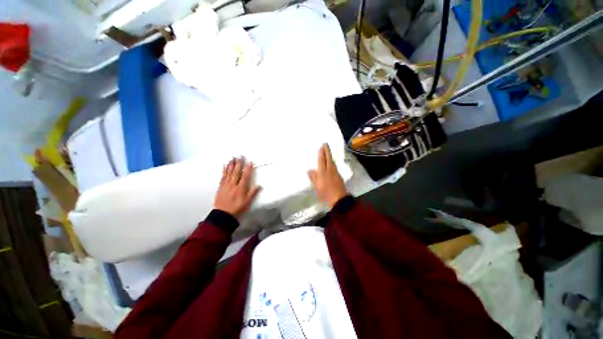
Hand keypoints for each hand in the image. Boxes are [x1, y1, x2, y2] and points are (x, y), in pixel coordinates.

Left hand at [214, 157, 260, 218]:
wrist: (223, 215)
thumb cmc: (237, 208)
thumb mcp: (247, 202)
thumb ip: (253, 193)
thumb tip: (259, 185)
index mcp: (241, 188)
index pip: (245, 176)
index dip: (248, 169)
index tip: (250, 162)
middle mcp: (233, 185)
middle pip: (236, 172)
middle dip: (239, 163)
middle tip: (240, 155)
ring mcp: (226, 185)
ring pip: (229, 173)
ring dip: (231, 165)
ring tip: (233, 158)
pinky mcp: (221, 187)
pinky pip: (223, 176)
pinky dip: (224, 170)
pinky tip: (225, 166)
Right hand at [308, 143, 347, 208]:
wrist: (339, 199)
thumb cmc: (326, 193)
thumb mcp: (317, 186)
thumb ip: (314, 177)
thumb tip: (309, 170)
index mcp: (323, 172)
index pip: (322, 160)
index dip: (321, 152)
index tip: (321, 145)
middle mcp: (330, 170)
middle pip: (328, 158)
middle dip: (327, 151)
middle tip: (325, 144)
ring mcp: (335, 173)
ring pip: (332, 161)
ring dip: (329, 155)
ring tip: (327, 151)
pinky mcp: (338, 176)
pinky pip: (334, 166)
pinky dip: (331, 161)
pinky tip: (330, 163)